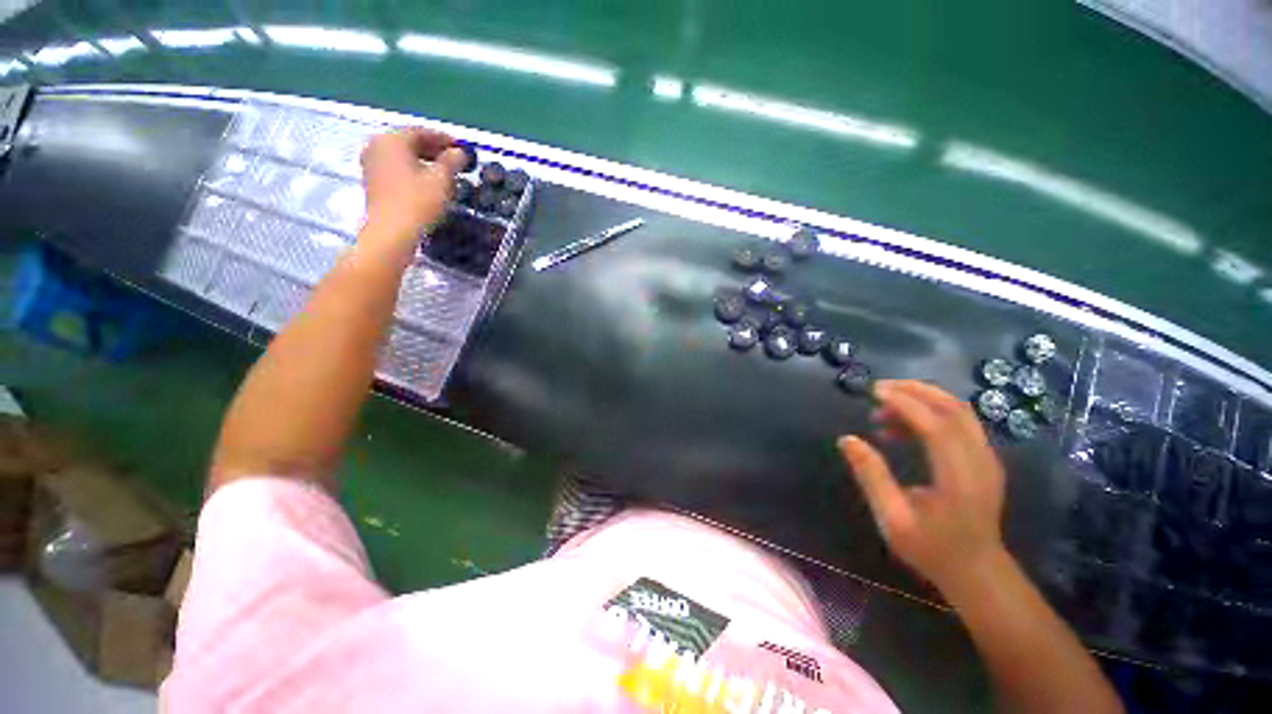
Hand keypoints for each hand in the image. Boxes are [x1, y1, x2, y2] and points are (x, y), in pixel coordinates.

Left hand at [360, 128, 466, 243]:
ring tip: (446, 176)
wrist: (392, 232)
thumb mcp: (441, 180)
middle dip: (434, 151)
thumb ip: (452, 161)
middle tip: (456, 162)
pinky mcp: (373, 183)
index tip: (462, 148)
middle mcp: (377, 146)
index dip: (444, 139)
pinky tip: (429, 185)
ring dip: (425, 163)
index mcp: (392, 140)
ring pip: (403, 157)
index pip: (422, 132)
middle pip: (410, 143)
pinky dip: (414, 173)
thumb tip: (460, 153)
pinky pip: (397, 170)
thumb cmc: (417, 202)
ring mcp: (372, 165)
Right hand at [838, 380, 1007, 593]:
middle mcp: (980, 461)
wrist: (978, 573)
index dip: (905, 403)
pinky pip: (960, 423)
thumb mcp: (892, 519)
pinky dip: (931, 413)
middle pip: (954, 409)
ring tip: (884, 409)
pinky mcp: (984, 460)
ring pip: (960, 412)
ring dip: (923, 400)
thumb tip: (847, 439)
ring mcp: (987, 459)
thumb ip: (871, 476)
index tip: (873, 392)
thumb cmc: (932, 549)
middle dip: (915, 390)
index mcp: (959, 478)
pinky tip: (903, 427)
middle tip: (879, 389)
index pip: (936, 426)